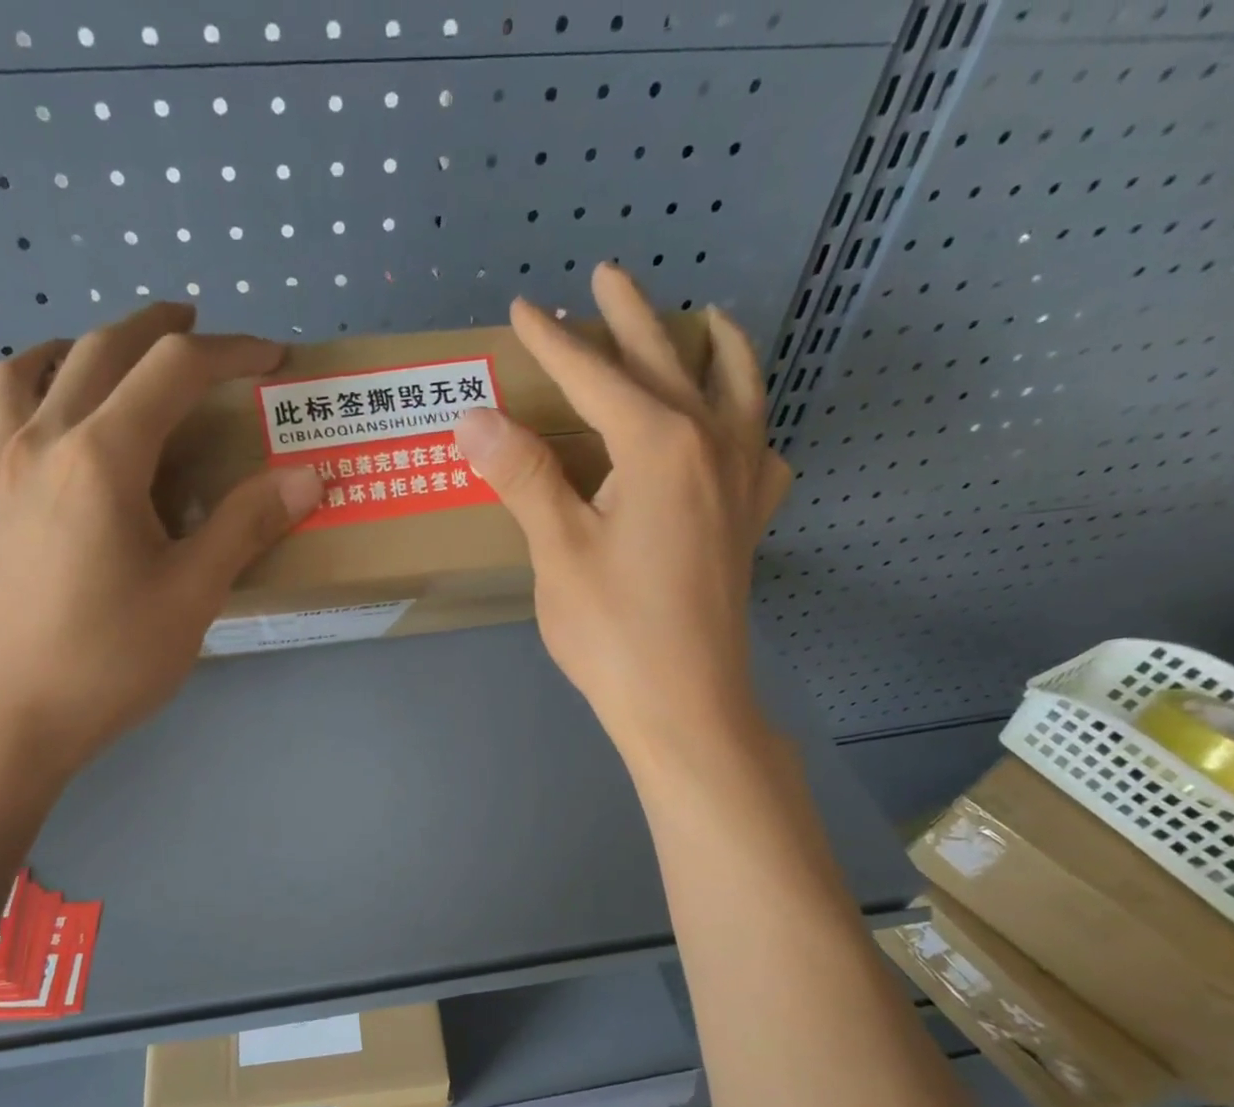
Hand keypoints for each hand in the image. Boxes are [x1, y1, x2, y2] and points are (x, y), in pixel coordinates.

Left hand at [0, 303, 323, 789]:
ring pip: (19, 375)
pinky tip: (35, 452)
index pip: (173, 370)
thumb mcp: (193, 595)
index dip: (231, 352)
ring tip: (99, 362)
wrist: (2, 722)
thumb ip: (247, 525)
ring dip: (68, 350)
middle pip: (96, 351)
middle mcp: (38, 443)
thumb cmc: (107, 660)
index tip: (274, 359)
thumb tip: (308, 475)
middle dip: (155, 329)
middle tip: (196, 329)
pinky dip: (15, 420)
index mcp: (100, 456)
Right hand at [453, 264, 791, 777]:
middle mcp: (711, 445)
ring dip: (715, 348)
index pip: (595, 377)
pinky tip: (738, 427)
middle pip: (667, 363)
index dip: (554, 342)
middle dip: (631, 318)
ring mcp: (742, 482)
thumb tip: (473, 415)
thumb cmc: (614, 631)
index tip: (523, 308)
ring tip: (707, 319)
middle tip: (607, 275)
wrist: (685, 704)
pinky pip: (760, 446)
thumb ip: (523, 476)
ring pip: (737, 390)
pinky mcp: (749, 520)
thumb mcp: (558, 552)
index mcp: (659, 445)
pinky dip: (750, 420)